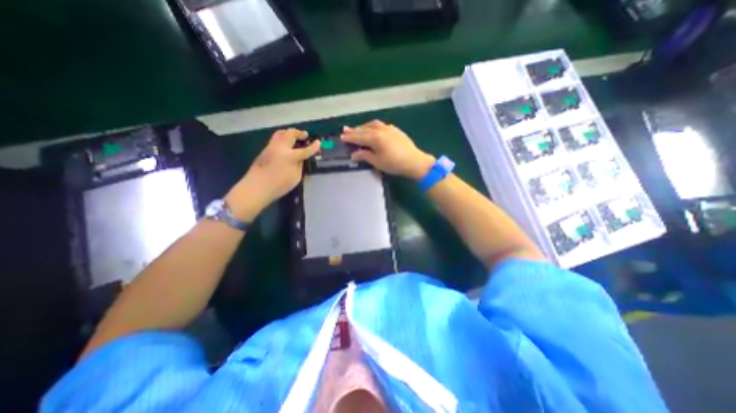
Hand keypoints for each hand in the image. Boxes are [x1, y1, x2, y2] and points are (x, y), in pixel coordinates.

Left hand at [227, 128, 319, 219]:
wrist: (257, 187)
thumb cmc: (279, 185)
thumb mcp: (296, 177)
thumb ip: (300, 166)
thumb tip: (301, 159)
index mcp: (290, 156)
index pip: (305, 150)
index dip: (313, 146)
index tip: (318, 142)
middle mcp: (280, 148)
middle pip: (290, 134)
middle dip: (299, 133)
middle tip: (305, 136)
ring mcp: (271, 147)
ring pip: (280, 133)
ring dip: (289, 133)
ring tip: (295, 137)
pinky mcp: (265, 150)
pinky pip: (275, 139)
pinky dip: (283, 138)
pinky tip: (286, 145)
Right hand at [341, 118, 432, 176]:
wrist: (414, 161)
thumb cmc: (394, 163)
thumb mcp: (377, 162)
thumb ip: (365, 156)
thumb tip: (354, 154)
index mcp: (375, 138)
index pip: (359, 137)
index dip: (350, 138)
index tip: (342, 137)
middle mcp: (381, 130)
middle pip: (364, 129)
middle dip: (354, 130)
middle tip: (345, 130)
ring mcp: (389, 128)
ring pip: (373, 125)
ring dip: (364, 127)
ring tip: (358, 129)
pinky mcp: (395, 130)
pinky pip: (381, 125)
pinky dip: (373, 126)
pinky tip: (373, 129)